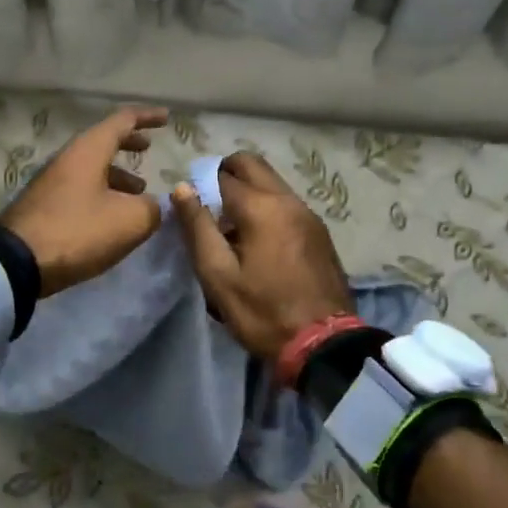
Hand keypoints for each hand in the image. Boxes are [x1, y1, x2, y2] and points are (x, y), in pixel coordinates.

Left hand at [0, 106, 167, 294]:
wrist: (16, 262)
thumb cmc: (78, 231)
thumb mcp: (129, 221)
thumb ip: (151, 208)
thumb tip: (152, 206)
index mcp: (88, 150)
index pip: (122, 121)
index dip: (147, 117)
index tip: (166, 118)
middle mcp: (68, 158)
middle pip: (102, 141)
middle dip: (128, 142)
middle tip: (147, 147)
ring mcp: (51, 182)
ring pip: (91, 168)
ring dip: (117, 174)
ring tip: (138, 192)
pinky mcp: (43, 205)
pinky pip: (80, 188)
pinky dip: (102, 192)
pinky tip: (111, 216)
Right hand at [170, 151, 354, 359]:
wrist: (324, 343)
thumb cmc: (263, 312)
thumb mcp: (218, 275)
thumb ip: (198, 228)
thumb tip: (182, 188)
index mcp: (261, 207)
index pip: (221, 175)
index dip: (199, 185)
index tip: (189, 207)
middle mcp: (287, 199)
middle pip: (251, 165)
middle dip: (225, 174)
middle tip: (208, 205)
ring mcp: (308, 214)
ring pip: (271, 182)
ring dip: (247, 191)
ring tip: (231, 229)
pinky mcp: (319, 231)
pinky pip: (285, 203)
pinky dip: (266, 207)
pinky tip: (258, 242)